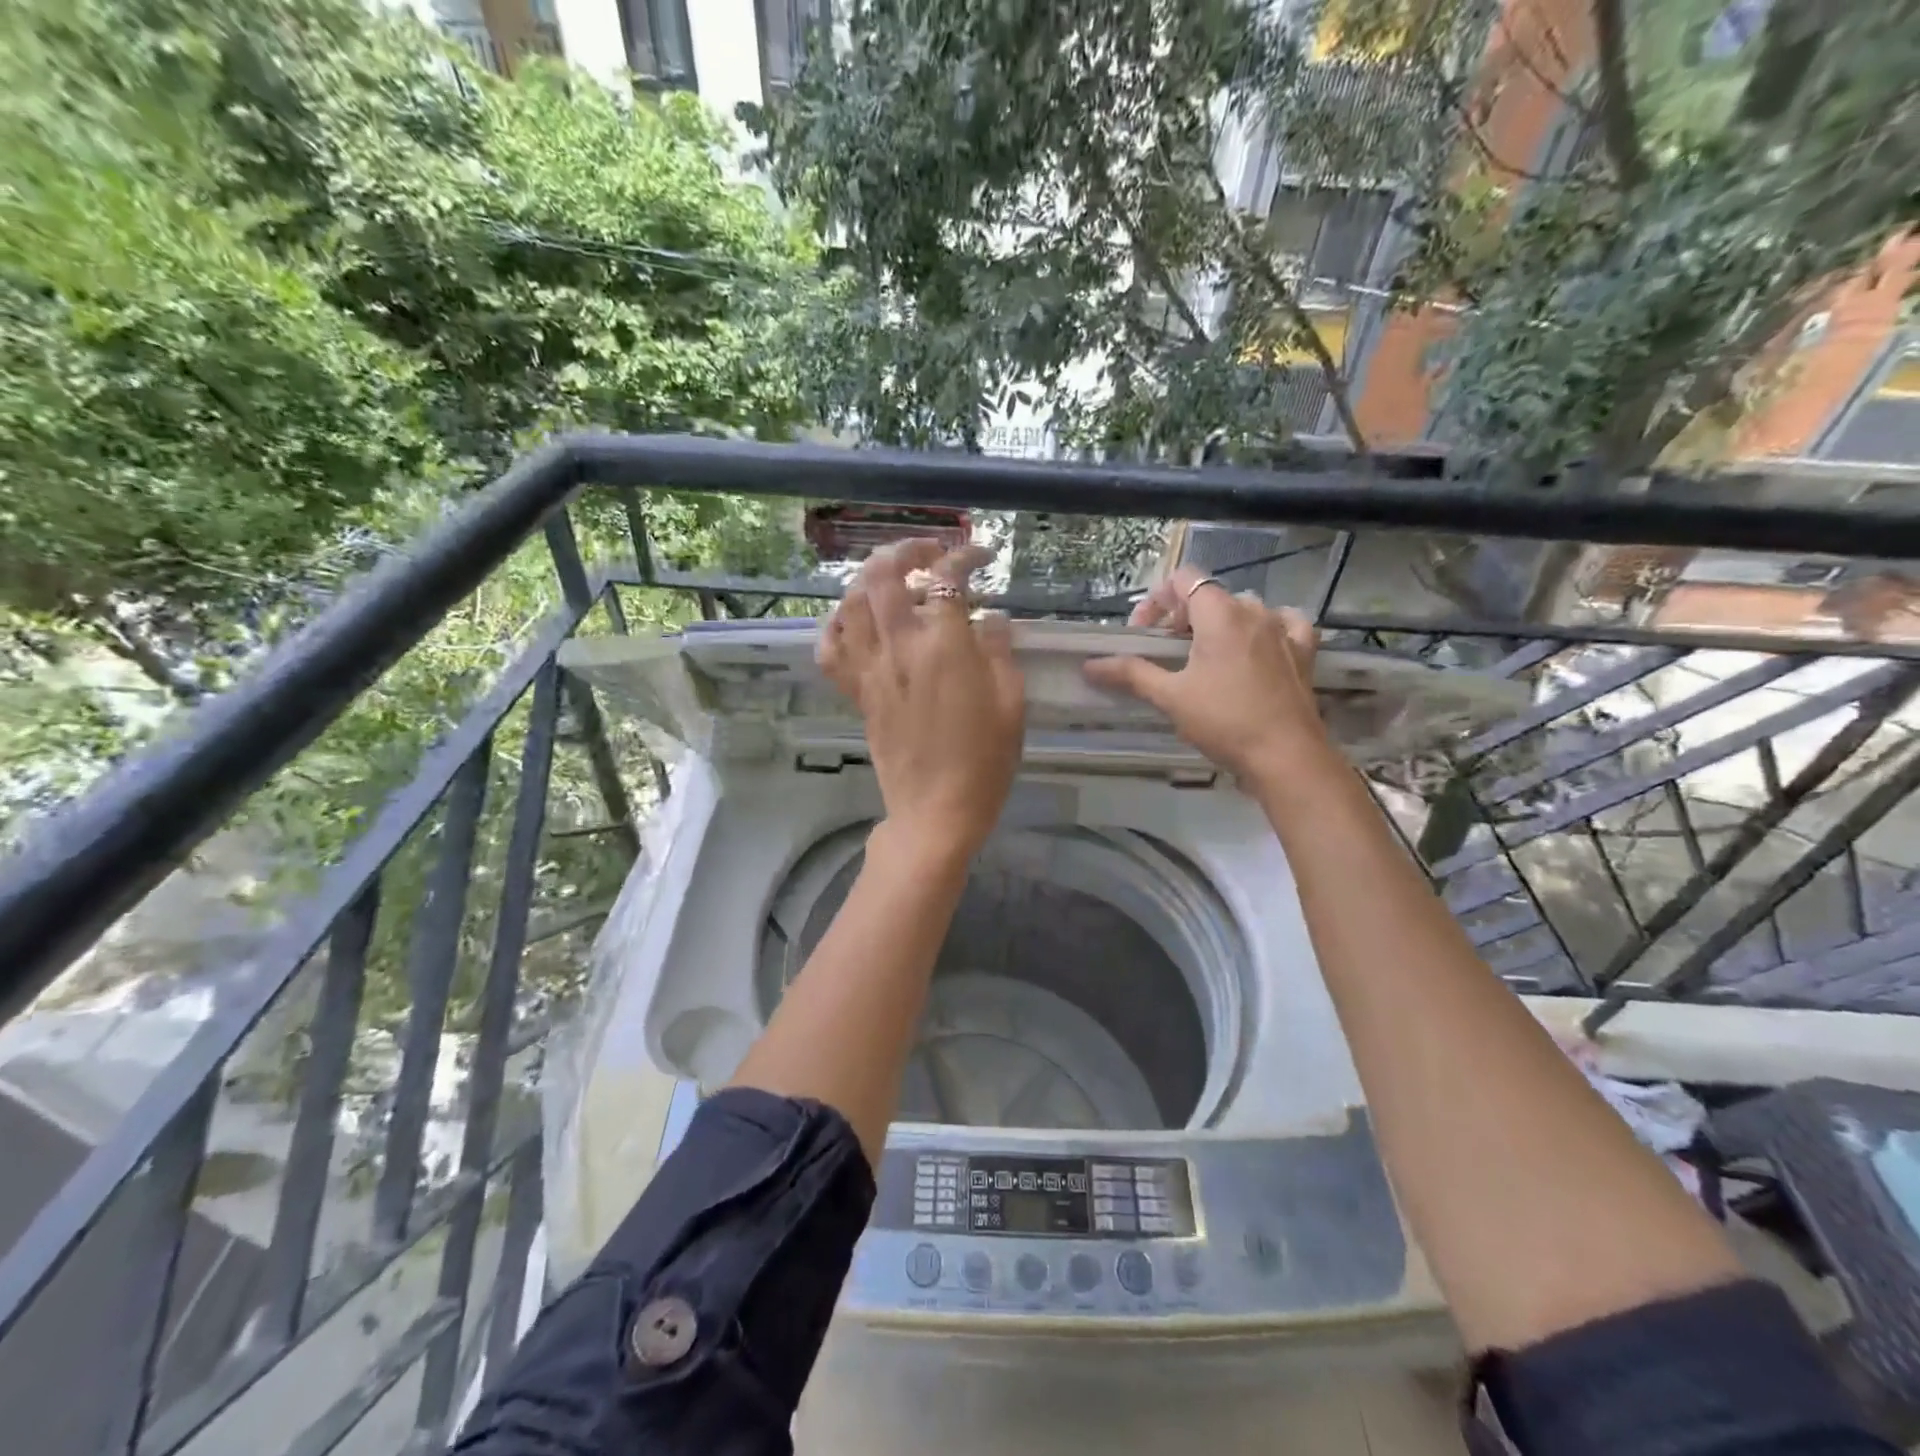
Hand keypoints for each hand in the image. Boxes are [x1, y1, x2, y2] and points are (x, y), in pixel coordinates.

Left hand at [818, 540, 1025, 860]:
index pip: (946, 578)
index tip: (982, 556)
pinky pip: (832, 649)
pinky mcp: (857, 693)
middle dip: (907, 549)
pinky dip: (838, 624)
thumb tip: (990, 618)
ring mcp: (871, 670)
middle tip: (931, 552)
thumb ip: (1000, 651)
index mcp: (944, 647)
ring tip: (894, 577)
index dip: (965, 556)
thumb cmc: (984, 763)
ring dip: (870, 577)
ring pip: (852, 603)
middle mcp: (899, 648)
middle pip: (884, 575)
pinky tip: (857, 619)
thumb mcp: (1011, 704)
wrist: (935, 812)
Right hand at [1082, 566, 1327, 783]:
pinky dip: (1265, 629)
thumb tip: (1091, 665)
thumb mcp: (1170, 697)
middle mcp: (1253, 610)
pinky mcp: (1303, 651)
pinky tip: (1258, 647)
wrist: (1285, 755)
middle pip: (1210, 596)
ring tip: (1205, 657)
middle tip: (1166, 653)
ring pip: (1244, 609)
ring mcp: (1282, 629)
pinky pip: (1284, 623)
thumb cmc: (1223, 720)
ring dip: (1219, 624)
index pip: (1183, 579)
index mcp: (1219, 614)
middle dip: (1182, 617)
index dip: (1158, 600)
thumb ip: (1131, 673)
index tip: (1144, 635)